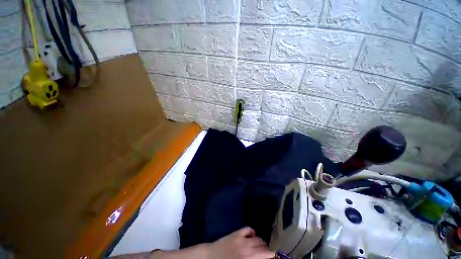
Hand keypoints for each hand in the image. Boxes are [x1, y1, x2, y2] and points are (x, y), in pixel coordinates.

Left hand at [207, 227, 274, 258]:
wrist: (210, 256)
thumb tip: (261, 257)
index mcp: (248, 258)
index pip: (266, 254)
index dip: (272, 255)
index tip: (274, 256)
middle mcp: (247, 248)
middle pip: (263, 246)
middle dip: (266, 250)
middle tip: (265, 254)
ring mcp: (241, 238)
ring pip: (257, 238)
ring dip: (260, 243)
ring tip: (258, 247)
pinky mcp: (236, 233)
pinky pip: (248, 229)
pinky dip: (252, 233)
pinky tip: (251, 237)